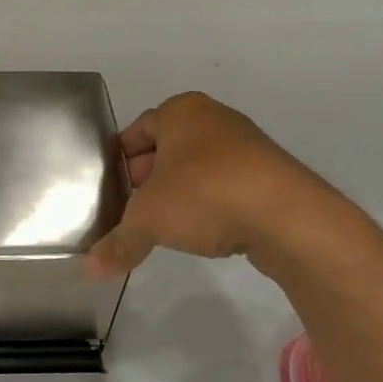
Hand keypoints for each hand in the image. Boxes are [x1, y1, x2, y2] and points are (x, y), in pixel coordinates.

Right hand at [86, 91, 343, 279]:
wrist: (291, 219)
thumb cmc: (205, 195)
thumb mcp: (149, 219)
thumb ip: (118, 242)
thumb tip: (91, 270)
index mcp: (180, 111)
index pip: (135, 132)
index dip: (118, 162)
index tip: (109, 191)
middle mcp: (214, 119)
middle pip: (166, 149)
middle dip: (147, 179)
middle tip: (131, 209)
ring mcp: (247, 146)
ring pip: (197, 168)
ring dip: (179, 193)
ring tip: (164, 224)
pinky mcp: (271, 175)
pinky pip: (225, 185)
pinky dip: (210, 203)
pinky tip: (204, 230)